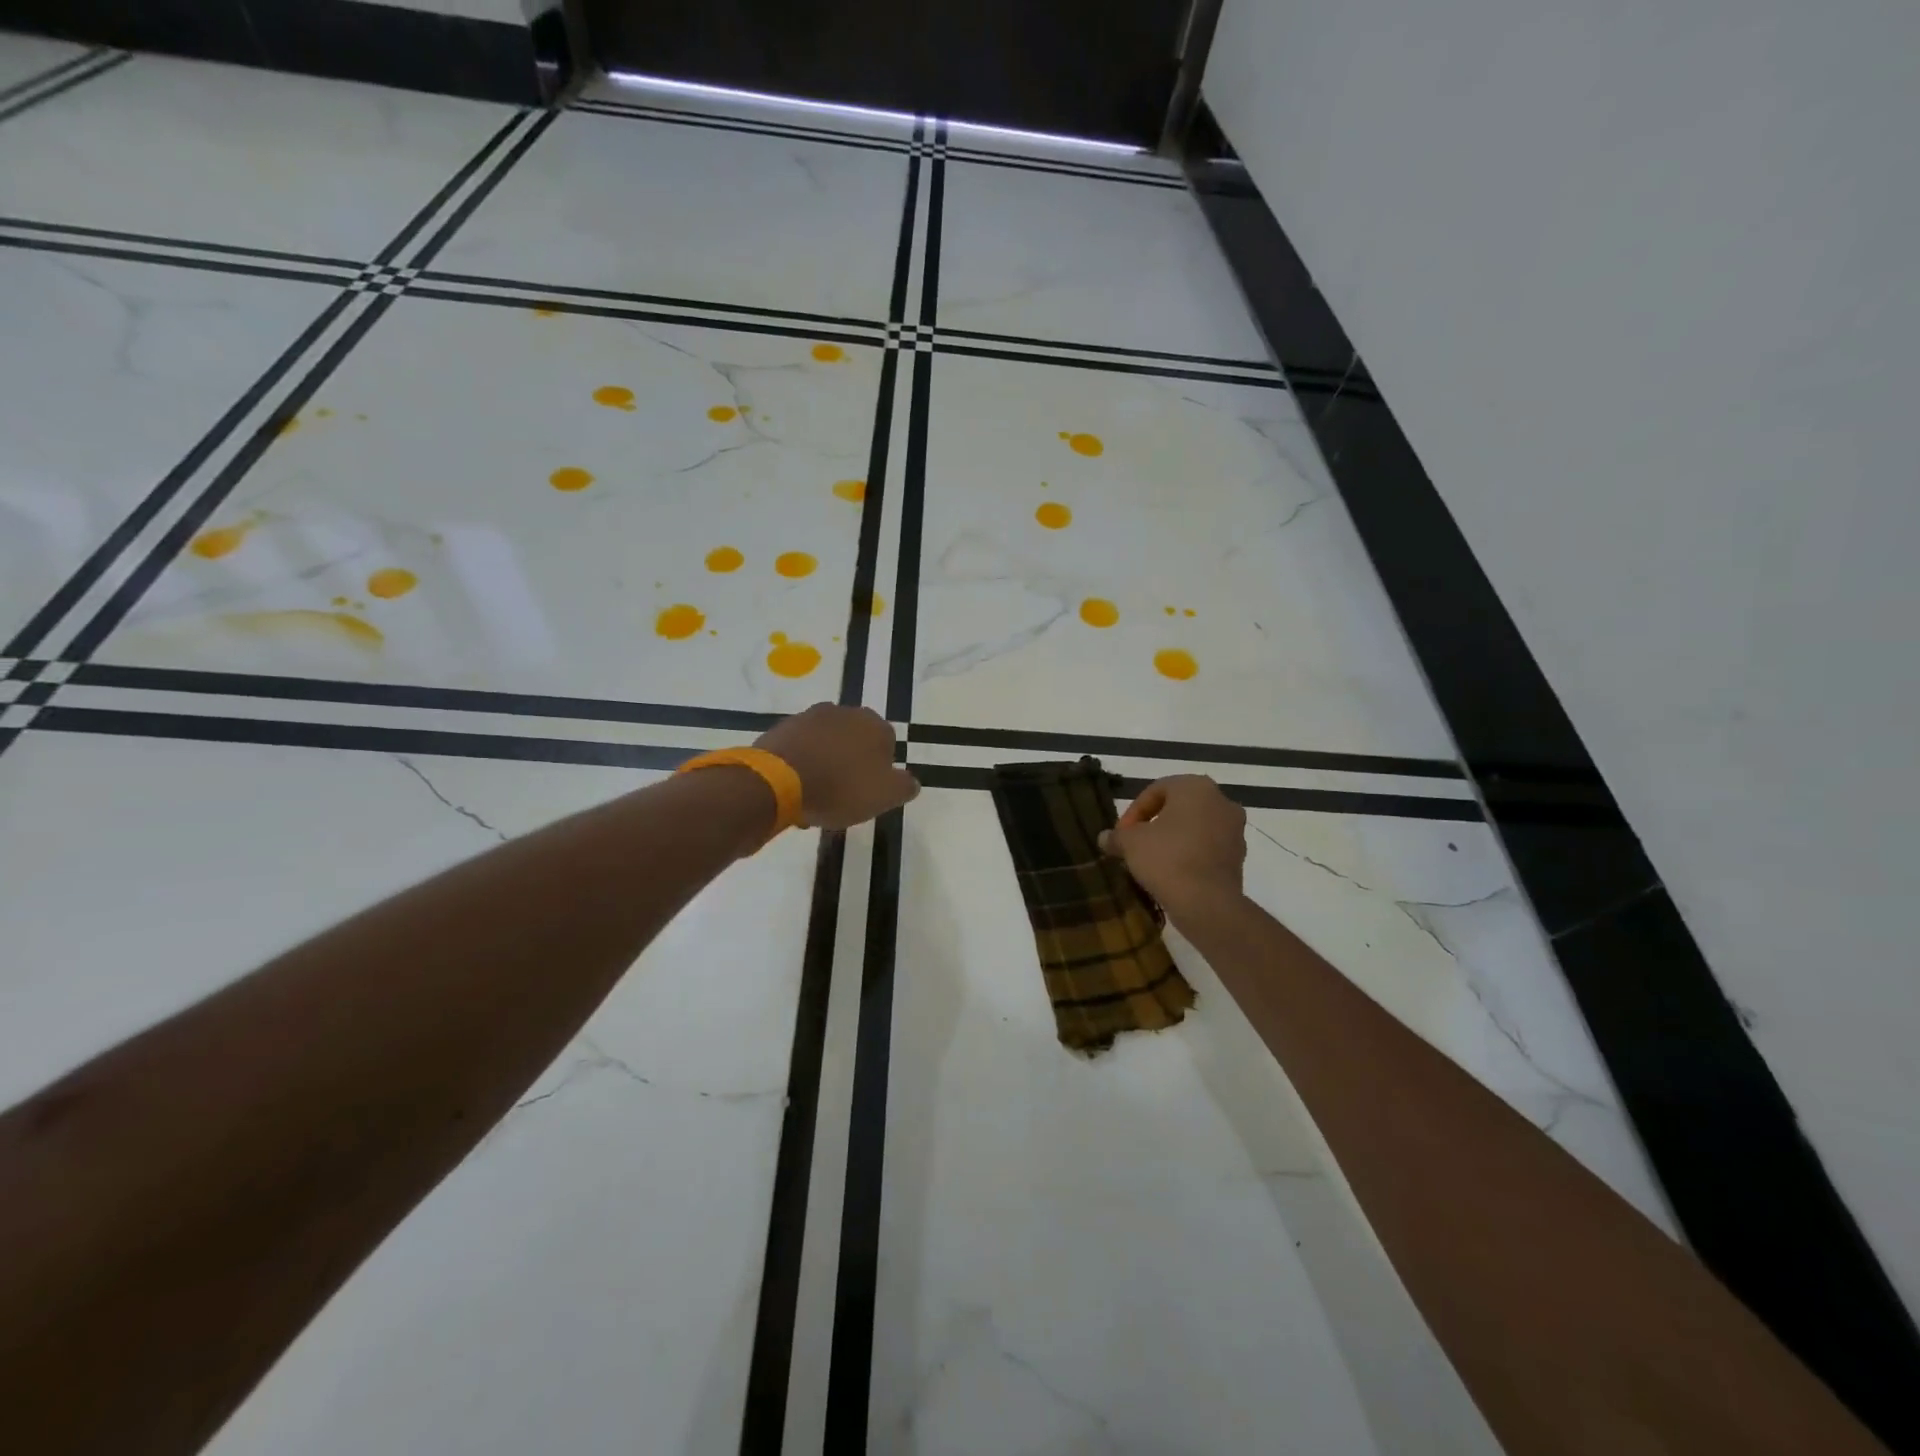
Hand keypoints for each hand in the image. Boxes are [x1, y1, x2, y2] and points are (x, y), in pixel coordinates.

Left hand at [755, 703, 919, 829]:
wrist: (778, 781)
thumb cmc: (840, 788)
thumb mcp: (885, 796)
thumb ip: (905, 786)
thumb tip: (910, 781)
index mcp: (874, 725)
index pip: (887, 746)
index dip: (879, 772)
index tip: (867, 794)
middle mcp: (844, 712)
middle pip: (854, 743)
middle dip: (850, 766)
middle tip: (842, 797)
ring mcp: (810, 717)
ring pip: (826, 746)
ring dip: (825, 766)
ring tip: (816, 798)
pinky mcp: (782, 728)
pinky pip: (800, 749)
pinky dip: (801, 765)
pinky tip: (796, 790)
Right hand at [1099, 775, 1246, 920]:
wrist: (1207, 903)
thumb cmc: (1167, 859)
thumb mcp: (1130, 843)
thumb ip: (1116, 836)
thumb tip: (1104, 838)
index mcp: (1195, 787)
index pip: (1156, 790)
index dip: (1133, 812)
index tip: (1122, 835)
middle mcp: (1221, 801)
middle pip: (1178, 807)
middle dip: (1154, 824)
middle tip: (1135, 844)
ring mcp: (1235, 829)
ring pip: (1195, 827)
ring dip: (1173, 839)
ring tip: (1152, 861)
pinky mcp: (1240, 856)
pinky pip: (1207, 848)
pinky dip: (1190, 855)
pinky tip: (1173, 873)